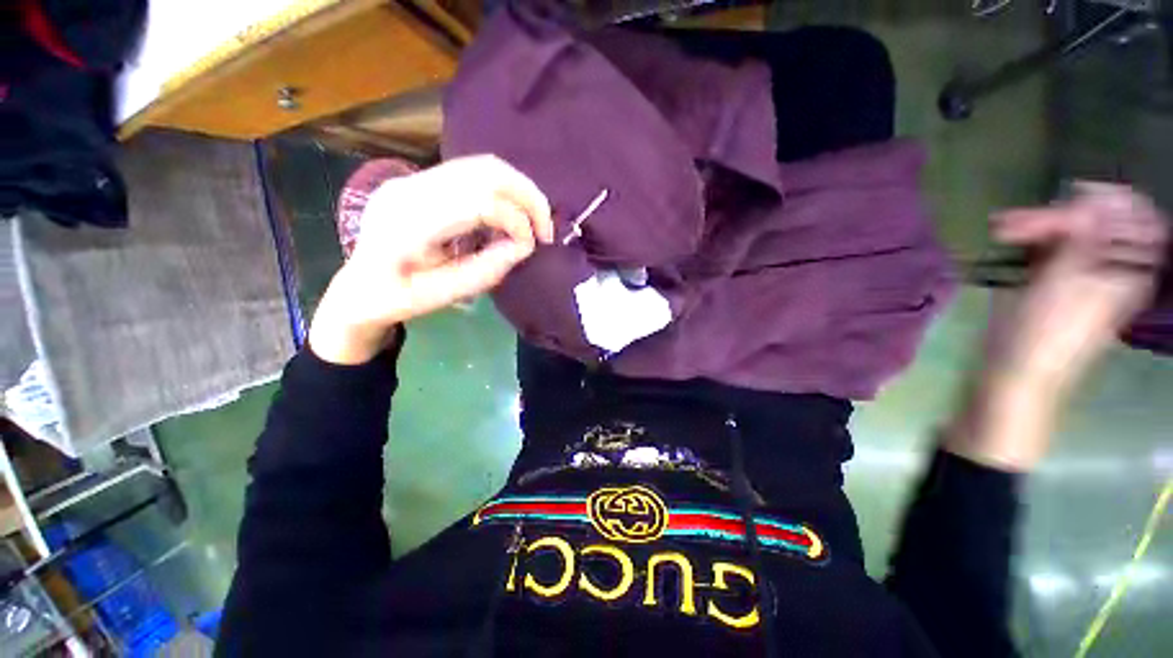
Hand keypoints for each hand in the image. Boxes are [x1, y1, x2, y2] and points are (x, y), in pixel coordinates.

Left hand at [309, 155, 552, 364]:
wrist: (358, 287)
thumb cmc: (396, 299)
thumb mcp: (443, 296)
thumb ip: (486, 270)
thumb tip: (524, 246)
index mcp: (407, 223)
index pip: (479, 202)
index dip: (516, 222)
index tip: (531, 248)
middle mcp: (410, 188)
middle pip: (485, 171)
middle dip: (528, 197)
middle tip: (546, 229)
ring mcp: (413, 178)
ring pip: (483, 165)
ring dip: (519, 191)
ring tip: (534, 222)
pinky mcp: (421, 180)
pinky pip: (474, 174)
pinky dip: (503, 193)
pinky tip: (509, 218)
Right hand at [947, 182, 1167, 469]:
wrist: (1018, 372)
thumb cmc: (1042, 334)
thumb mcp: (1063, 283)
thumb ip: (1083, 238)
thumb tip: (1094, 195)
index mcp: (1128, 270)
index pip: (1132, 216)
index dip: (1105, 201)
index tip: (1070, 198)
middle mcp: (1113, 268)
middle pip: (1099, 222)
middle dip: (1062, 214)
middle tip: (1021, 220)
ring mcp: (1086, 275)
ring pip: (1073, 233)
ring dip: (1043, 225)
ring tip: (1006, 229)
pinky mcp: (1059, 282)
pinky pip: (1056, 247)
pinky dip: (1035, 239)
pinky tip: (1013, 238)